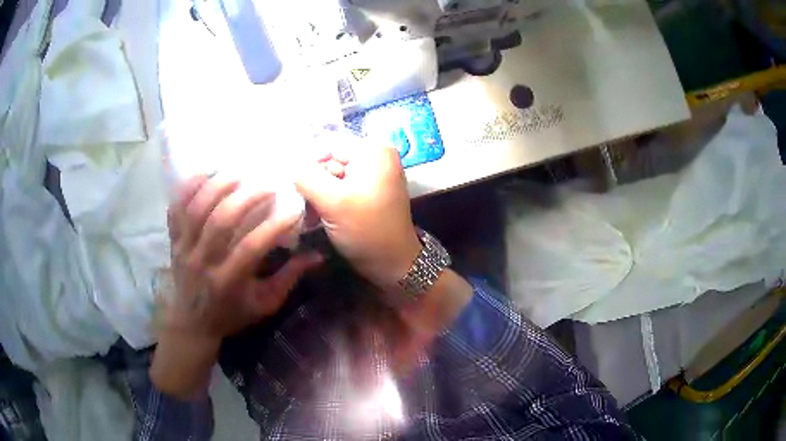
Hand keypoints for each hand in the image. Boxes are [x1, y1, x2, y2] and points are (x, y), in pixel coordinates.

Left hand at [163, 174, 321, 339]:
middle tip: (268, 182)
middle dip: (246, 197)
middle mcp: (203, 262)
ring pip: (197, 209)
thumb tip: (316, 256)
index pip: (250, 248)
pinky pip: (176, 209)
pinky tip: (206, 171)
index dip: (273, 226)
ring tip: (239, 171)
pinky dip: (188, 187)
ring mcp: (184, 249)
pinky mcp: (173, 241)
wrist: (192, 323)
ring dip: (218, 185)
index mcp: (228, 282)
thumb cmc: (232, 314)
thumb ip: (288, 279)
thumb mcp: (264, 305)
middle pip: (221, 221)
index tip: (294, 209)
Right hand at [296, 144, 420, 289]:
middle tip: (308, 206)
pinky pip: (340, 186)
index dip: (308, 163)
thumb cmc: (367, 232)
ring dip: (318, 194)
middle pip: (329, 158)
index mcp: (373, 150)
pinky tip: (321, 216)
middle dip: (315, 182)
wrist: (393, 264)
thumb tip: (286, 163)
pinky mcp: (368, 189)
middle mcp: (375, 155)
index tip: (296, 188)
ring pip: (331, 174)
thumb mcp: (333, 202)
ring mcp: (373, 173)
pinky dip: (328, 200)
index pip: (327, 143)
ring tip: (314, 214)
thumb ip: (306, 178)